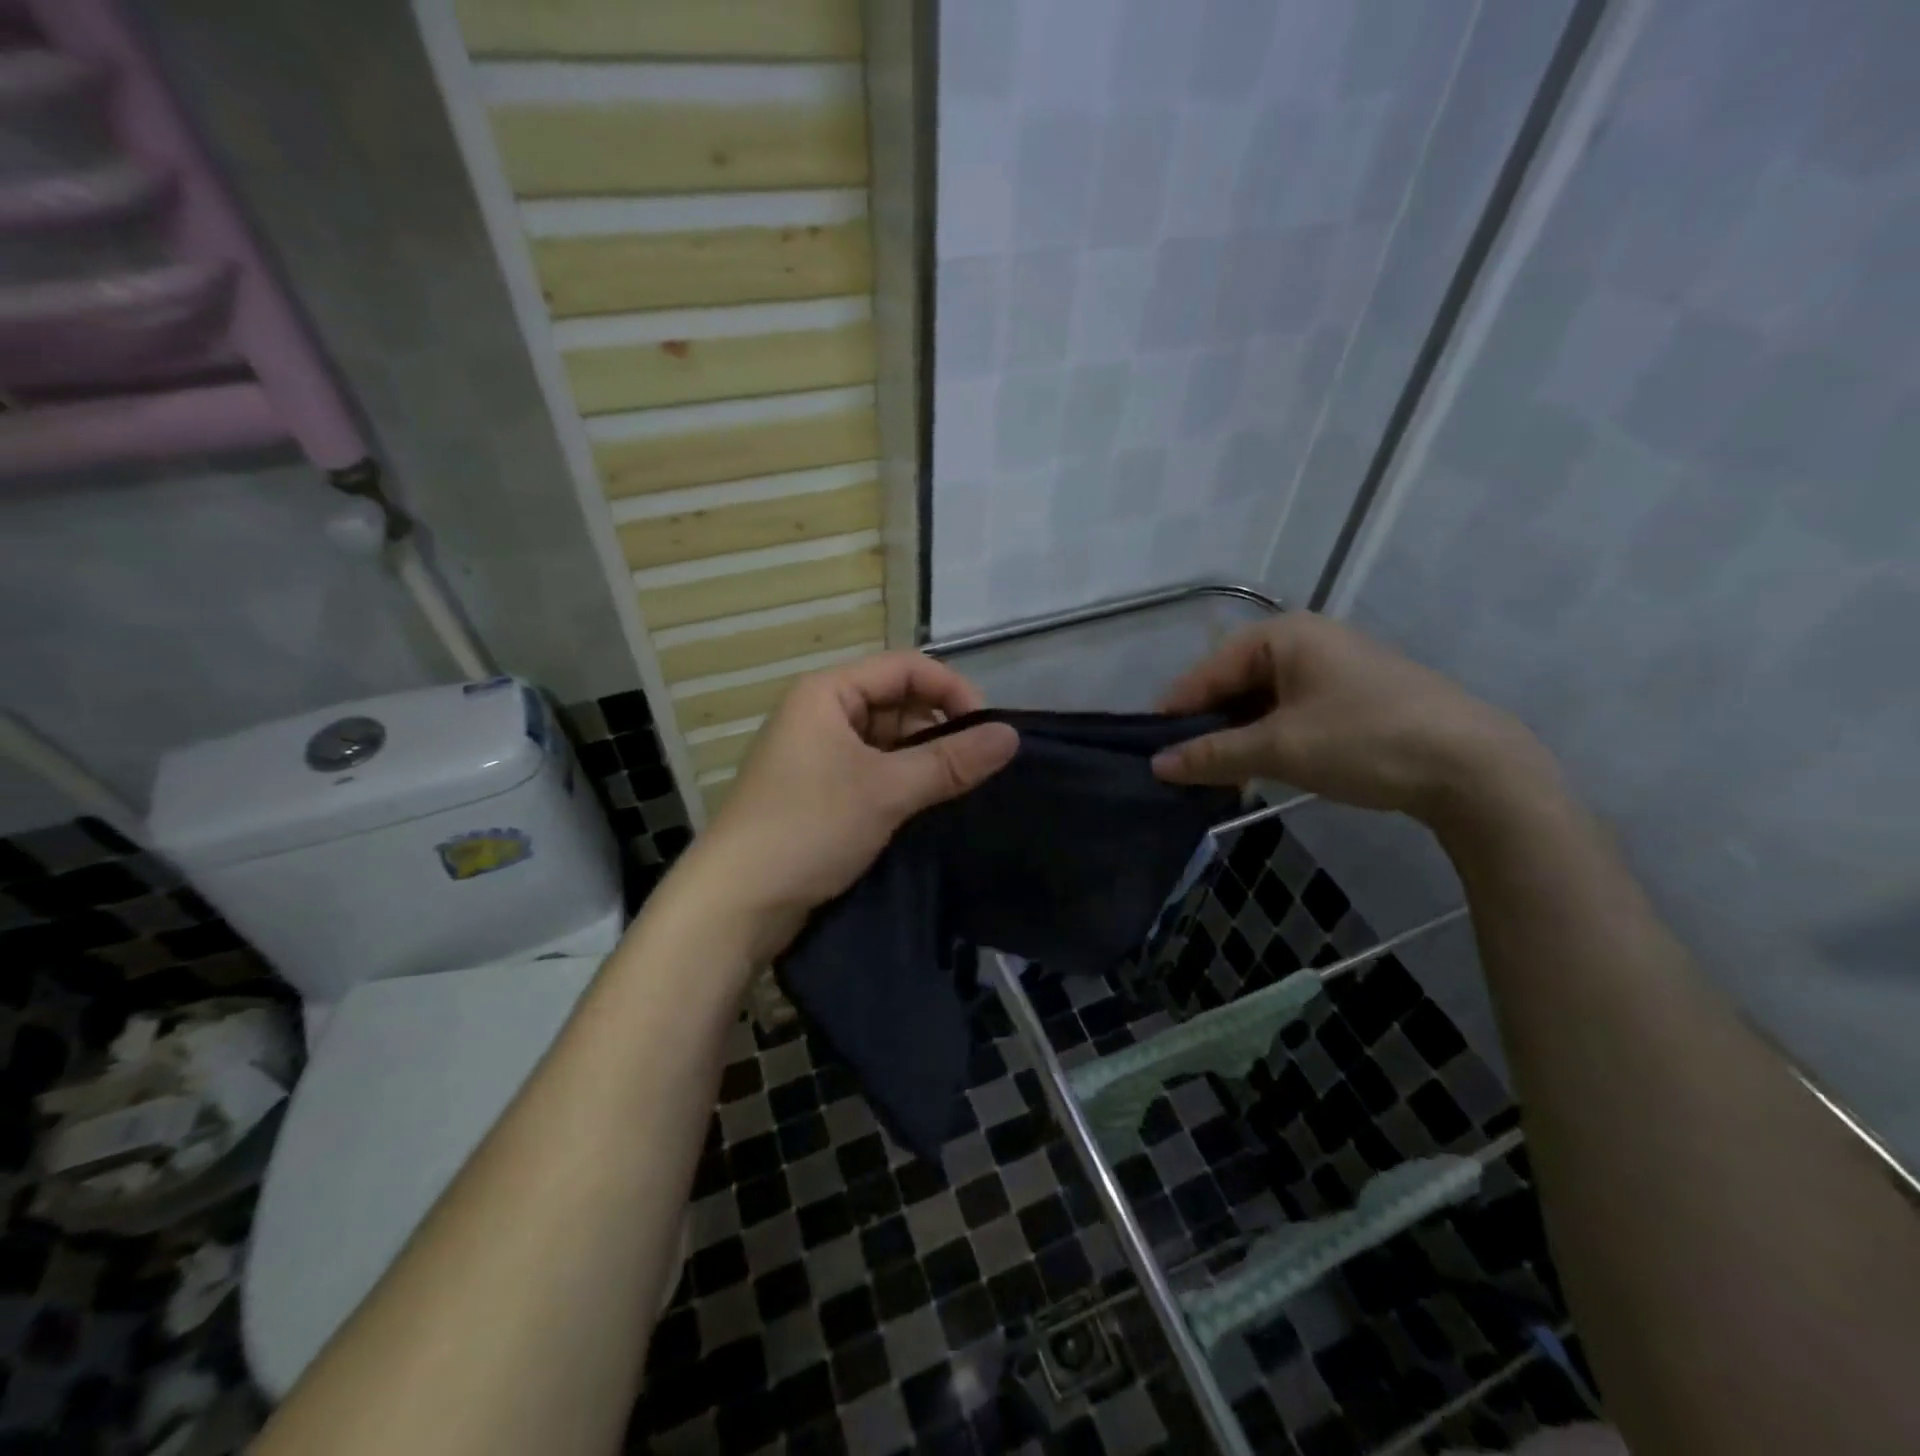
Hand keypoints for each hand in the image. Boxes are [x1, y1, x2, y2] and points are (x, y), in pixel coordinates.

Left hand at [678, 652, 1018, 958]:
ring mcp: (819, 755)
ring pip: (887, 741)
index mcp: (828, 692)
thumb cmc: (808, 828)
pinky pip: (873, 772)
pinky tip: (928, 807)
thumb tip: (1012, 736)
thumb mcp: (885, 790)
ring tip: (959, 789)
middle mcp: (822, 714)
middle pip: (897, 702)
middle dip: (939, 729)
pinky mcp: (820, 793)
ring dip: (923, 760)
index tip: (990, 732)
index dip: (952, 690)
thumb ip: (950, 761)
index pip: (906, 668)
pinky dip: (902, 784)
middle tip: (978, 768)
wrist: (736, 904)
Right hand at [1152, 613, 1555, 826]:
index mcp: (1283, 635)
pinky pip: (1289, 712)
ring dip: (1238, 739)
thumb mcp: (1280, 749)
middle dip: (1208, 728)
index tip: (1150, 751)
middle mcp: (1304, 640)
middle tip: (1184, 771)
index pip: (1207, 671)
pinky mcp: (1350, 695)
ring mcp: (1331, 667)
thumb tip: (1156, 765)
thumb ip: (1212, 754)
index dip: (1176, 712)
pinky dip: (1269, 740)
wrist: (1474, 768)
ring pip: (1261, 702)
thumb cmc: (1366, 740)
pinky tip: (1259, 771)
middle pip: (1233, 684)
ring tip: (1218, 778)